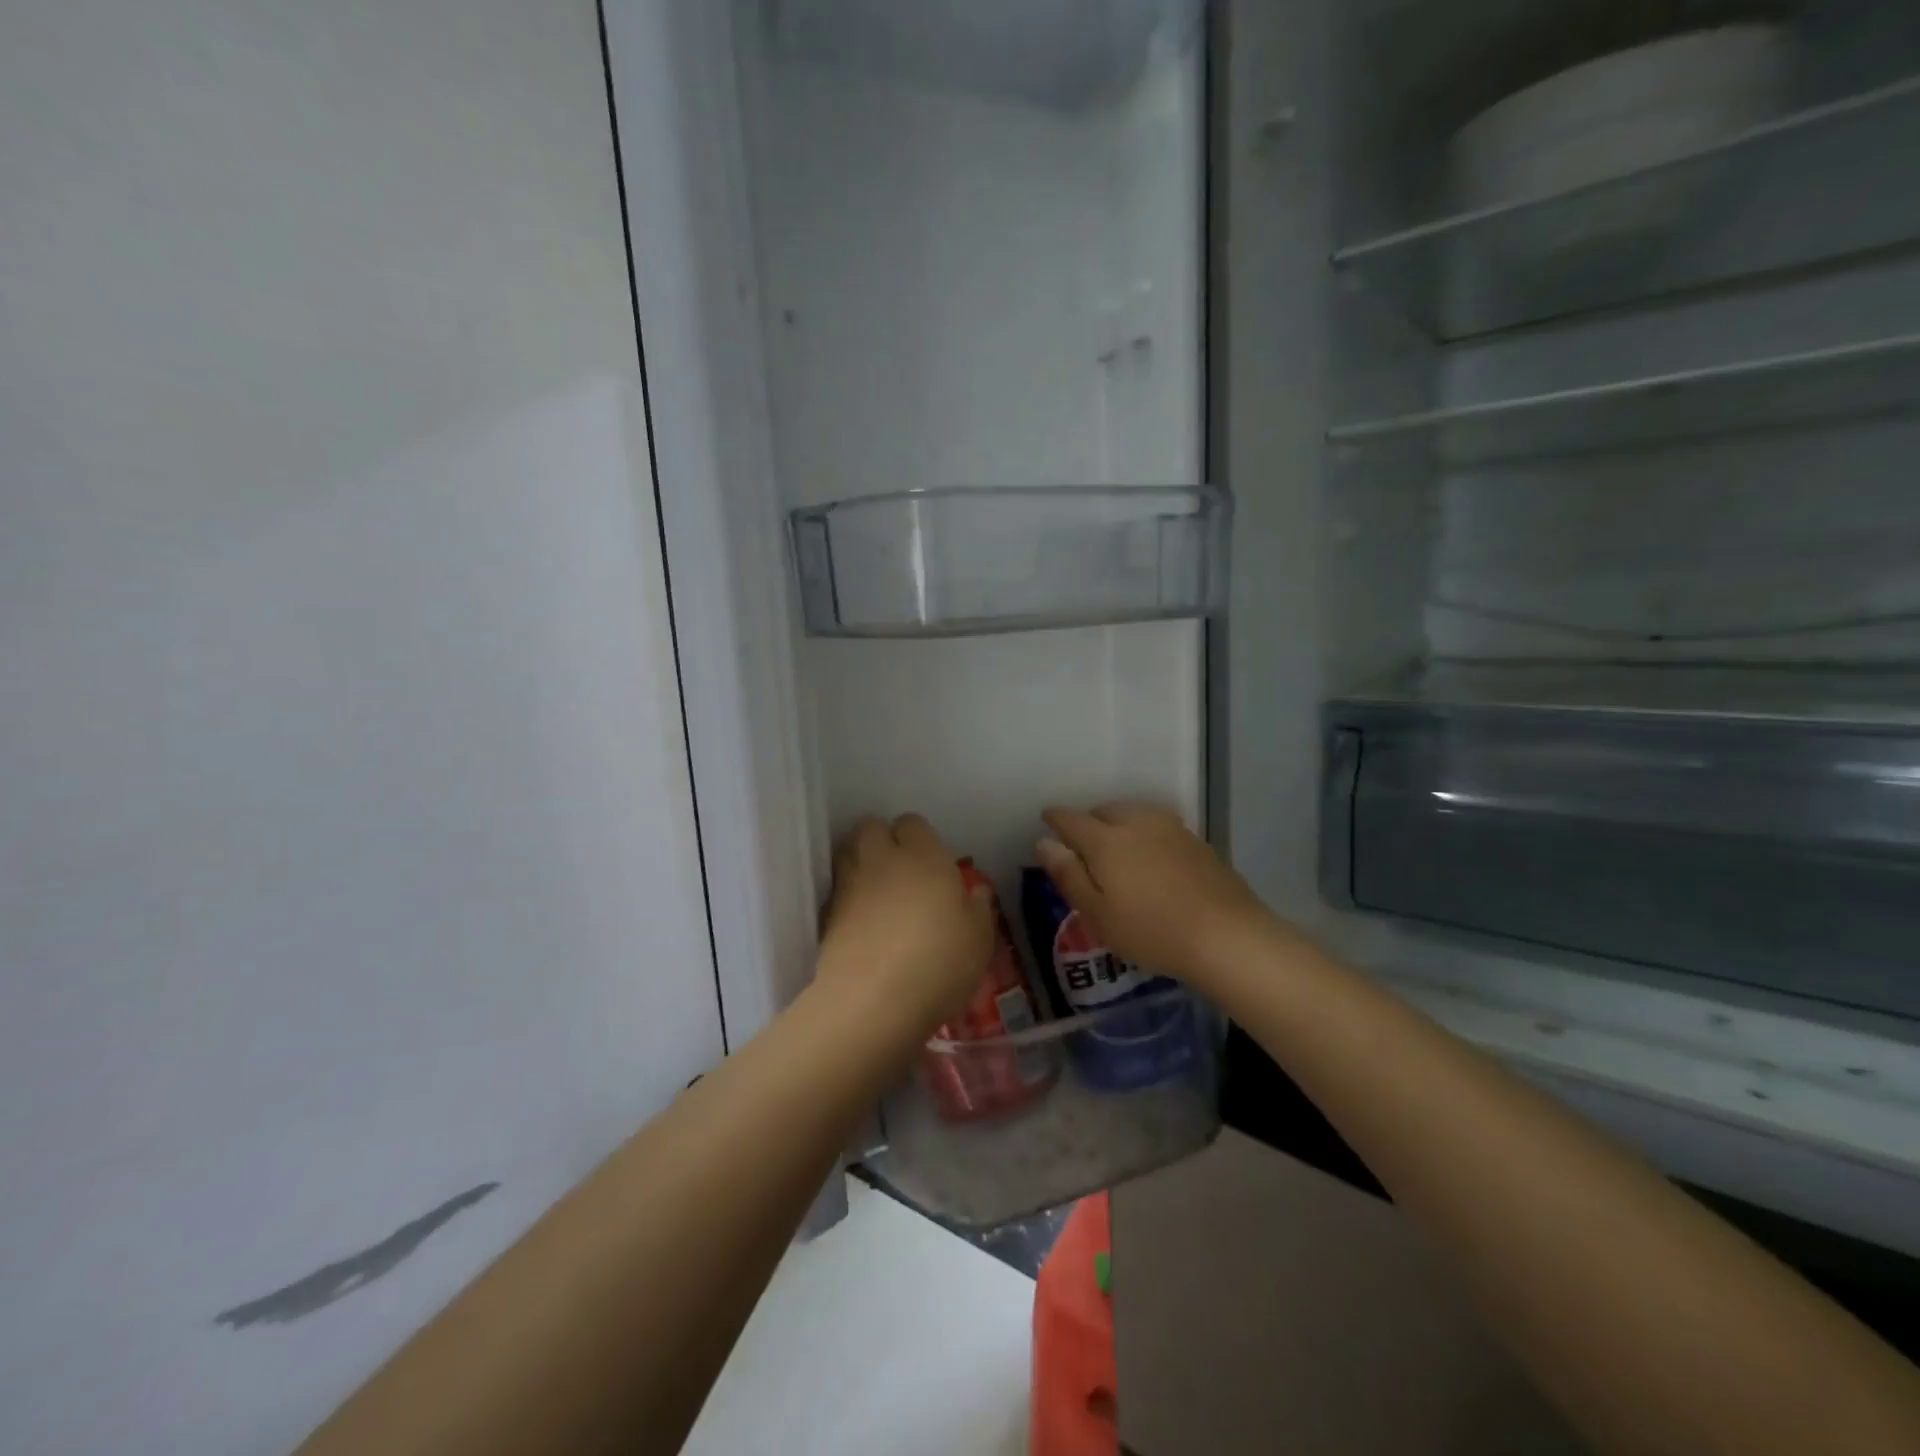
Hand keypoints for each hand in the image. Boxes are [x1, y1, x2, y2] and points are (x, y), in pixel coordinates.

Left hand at [818, 814, 995, 1029]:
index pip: (912, 822)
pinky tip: (860, 919)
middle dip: (882, 838)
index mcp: (923, 856)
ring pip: (847, 850)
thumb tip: (976, 890)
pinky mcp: (826, 913)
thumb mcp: (979, 939)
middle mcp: (882, 859)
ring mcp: (849, 884)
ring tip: (877, 888)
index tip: (932, 862)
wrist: (873, 1002)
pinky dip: (846, 894)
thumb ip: (979, 907)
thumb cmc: (939, 963)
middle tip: (900, 867)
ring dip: (860, 859)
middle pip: (871, 826)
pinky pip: (837, 888)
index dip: (920, 838)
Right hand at [1036, 804, 1287, 987]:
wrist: (1227, 936)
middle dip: (1089, 822)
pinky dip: (1145, 834)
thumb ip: (1068, 875)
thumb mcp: (1097, 913)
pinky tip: (1151, 859)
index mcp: (1105, 840)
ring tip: (1117, 850)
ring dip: (1119, 824)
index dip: (1055, 819)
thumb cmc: (1151, 931)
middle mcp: (1136, 822)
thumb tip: (1044, 842)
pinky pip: (1158, 826)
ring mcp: (1171, 828)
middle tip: (1083, 848)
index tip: (1047, 821)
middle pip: (1104, 811)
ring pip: (1134, 814)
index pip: (1071, 819)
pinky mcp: (1196, 841)